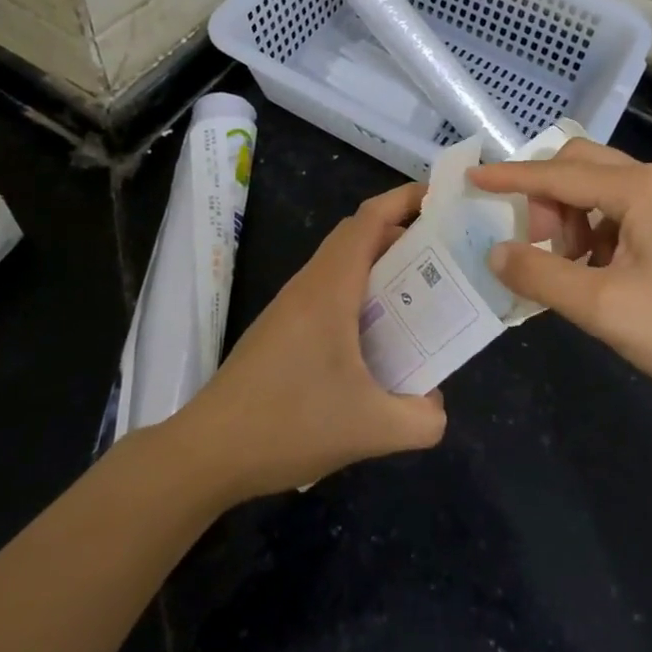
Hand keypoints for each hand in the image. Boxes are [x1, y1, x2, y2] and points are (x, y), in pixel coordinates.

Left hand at [170, 183, 447, 501]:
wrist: (208, 451)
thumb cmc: (289, 423)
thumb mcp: (370, 429)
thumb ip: (420, 419)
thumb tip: (436, 406)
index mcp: (331, 287)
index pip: (370, 219)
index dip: (405, 199)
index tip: (443, 200)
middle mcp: (310, 284)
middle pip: (358, 234)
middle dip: (401, 231)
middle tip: (442, 252)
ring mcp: (291, 305)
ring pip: (341, 262)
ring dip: (379, 264)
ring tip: (417, 291)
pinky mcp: (281, 328)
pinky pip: (328, 289)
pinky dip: (359, 291)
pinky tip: (375, 335)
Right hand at [471, 140, 651, 418]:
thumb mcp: (603, 307)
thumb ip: (541, 274)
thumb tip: (495, 251)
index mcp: (638, 189)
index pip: (557, 174)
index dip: (510, 178)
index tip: (470, 180)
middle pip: (578, 167)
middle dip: (545, 198)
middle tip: (535, 243)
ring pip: (597, 190)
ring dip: (569, 218)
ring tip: (567, 267)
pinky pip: (617, 212)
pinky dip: (592, 232)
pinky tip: (594, 274)